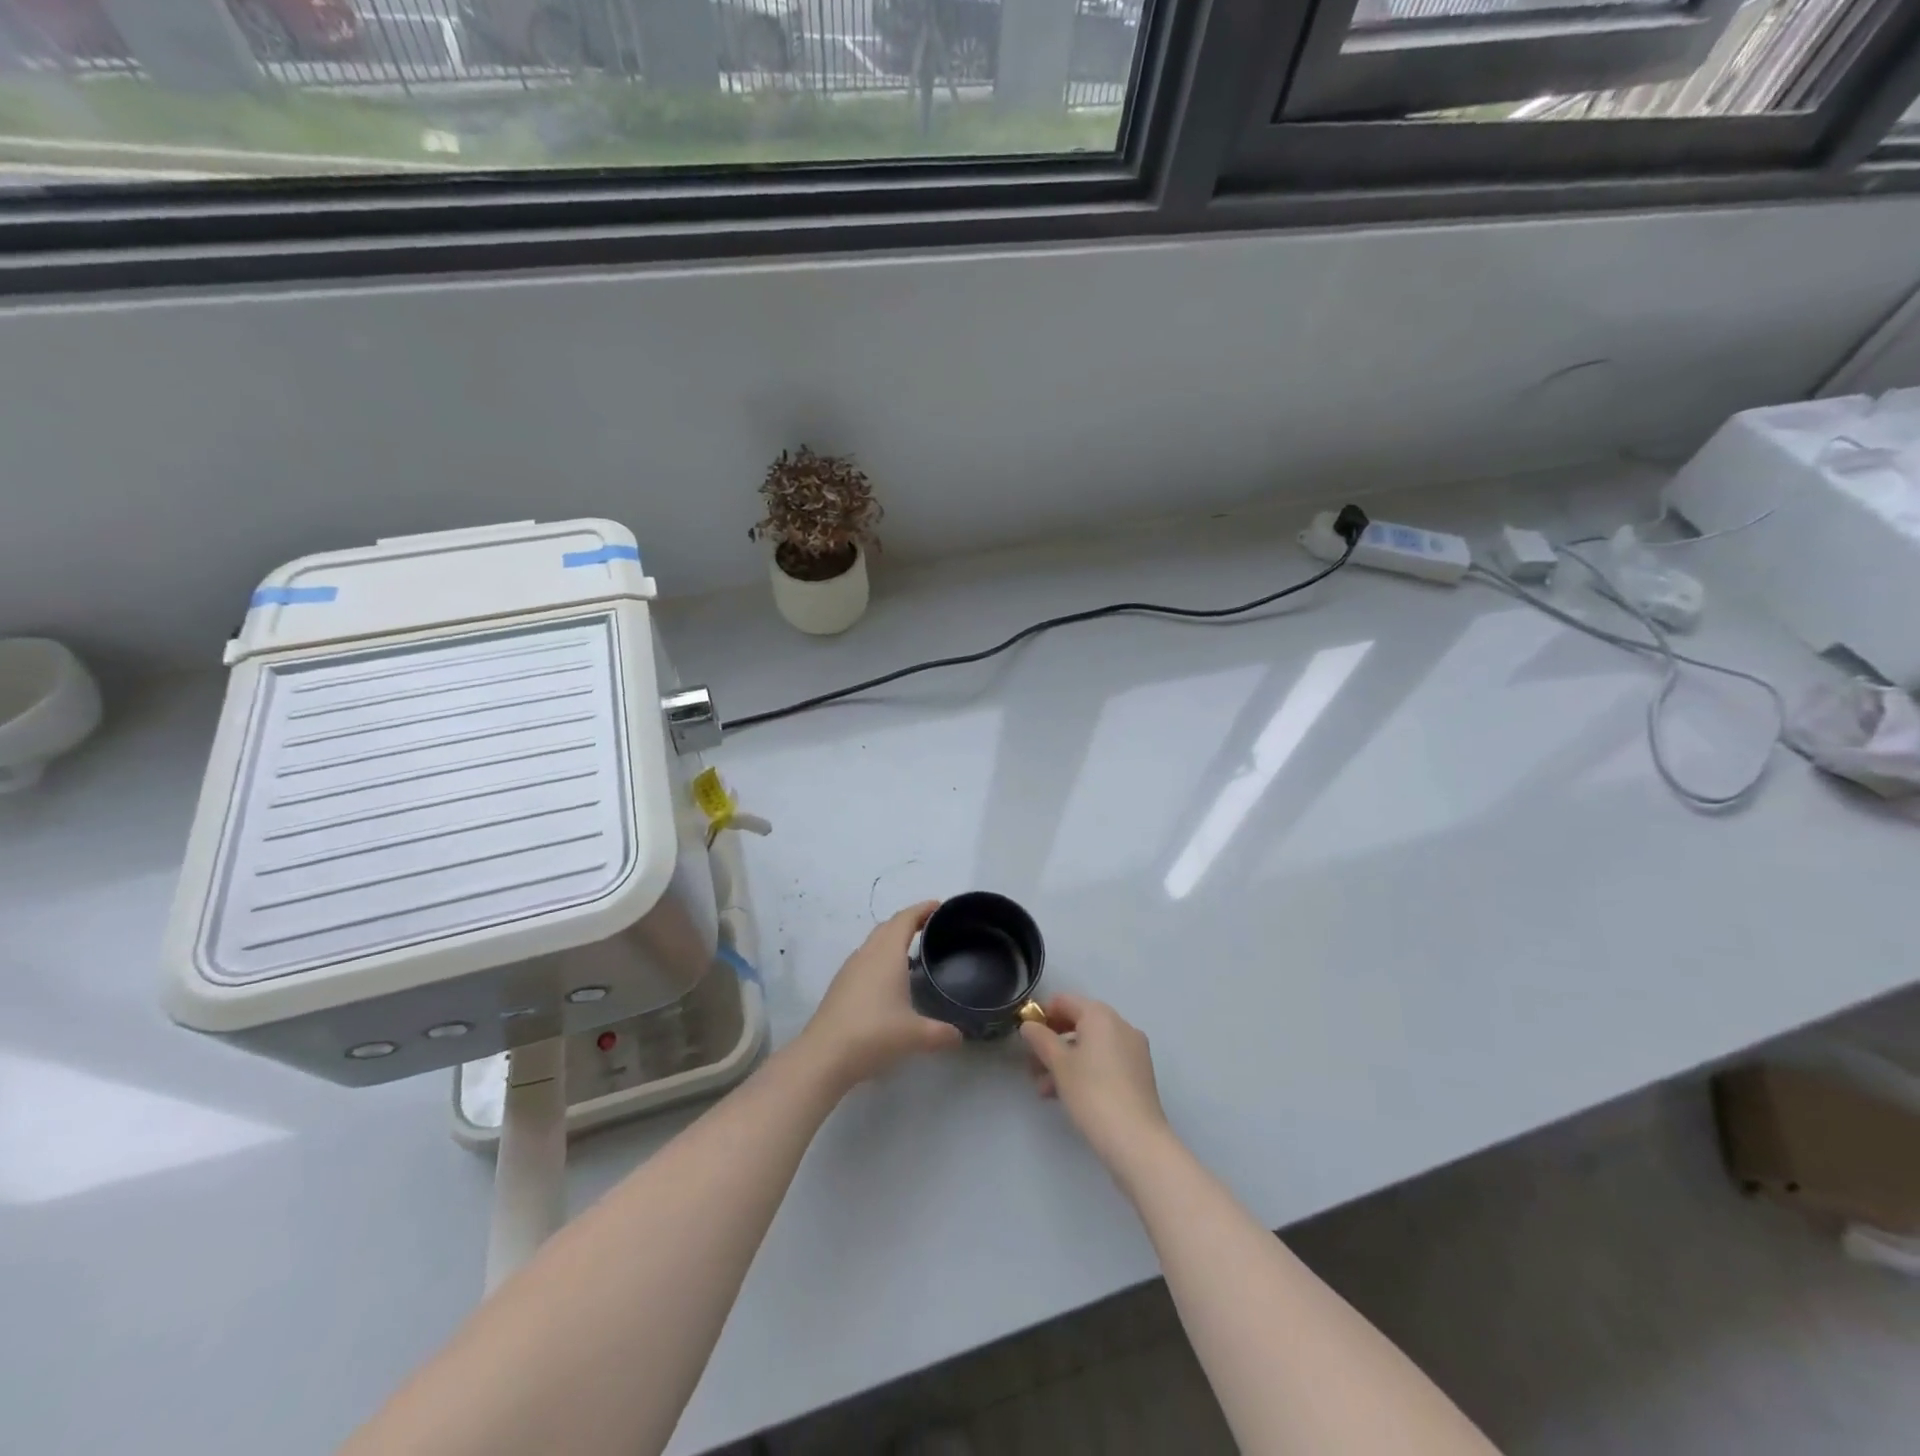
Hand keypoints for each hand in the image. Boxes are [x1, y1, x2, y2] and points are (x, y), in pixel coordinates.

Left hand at [797, 901, 962, 1091]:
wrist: (824, 1055)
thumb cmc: (874, 1035)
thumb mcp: (916, 1036)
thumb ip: (942, 1034)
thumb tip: (960, 1035)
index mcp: (887, 954)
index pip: (905, 919)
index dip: (922, 909)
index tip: (939, 906)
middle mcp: (867, 954)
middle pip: (888, 926)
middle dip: (908, 921)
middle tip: (930, 927)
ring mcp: (850, 969)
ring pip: (873, 943)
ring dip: (892, 940)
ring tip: (912, 952)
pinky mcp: (840, 986)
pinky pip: (865, 959)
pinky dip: (880, 957)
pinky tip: (888, 980)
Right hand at [1021, 994, 1170, 1171]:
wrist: (1136, 1140)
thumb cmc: (1092, 1093)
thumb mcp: (1058, 1064)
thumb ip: (1040, 1039)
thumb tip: (1029, 1025)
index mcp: (1100, 1015)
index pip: (1064, 1002)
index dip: (1042, 1016)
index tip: (1026, 1039)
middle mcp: (1120, 1025)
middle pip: (1078, 1023)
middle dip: (1052, 1043)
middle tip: (1032, 1066)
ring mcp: (1133, 1050)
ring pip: (1090, 1046)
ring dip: (1065, 1061)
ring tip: (1044, 1089)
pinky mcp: (1139, 1073)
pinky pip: (1105, 1061)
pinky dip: (1085, 1070)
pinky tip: (1067, 1095)